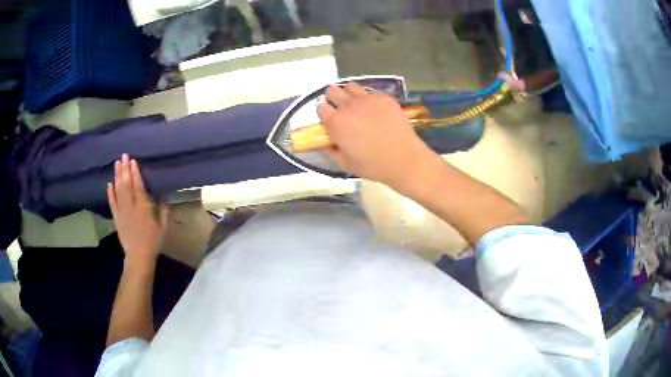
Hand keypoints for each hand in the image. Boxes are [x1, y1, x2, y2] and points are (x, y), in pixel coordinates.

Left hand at [107, 154, 167, 266]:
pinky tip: (109, 183)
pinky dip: (110, 192)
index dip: (135, 172)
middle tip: (124, 156)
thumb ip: (164, 210)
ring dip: (117, 176)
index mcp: (143, 206)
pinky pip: (112, 202)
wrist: (139, 255)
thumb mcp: (163, 226)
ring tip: (116, 164)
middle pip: (126, 184)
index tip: (133, 161)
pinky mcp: (116, 217)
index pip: (138, 185)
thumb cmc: (153, 241)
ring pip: (118, 189)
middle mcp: (131, 205)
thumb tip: (163, 196)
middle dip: (124, 169)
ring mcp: (122, 210)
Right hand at [317, 83, 435, 188]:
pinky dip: (370, 100)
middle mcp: (349, 105)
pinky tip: (377, 112)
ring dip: (350, 95)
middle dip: (333, 100)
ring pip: (351, 87)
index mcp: (336, 122)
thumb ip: (331, 151)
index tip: (330, 122)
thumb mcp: (345, 164)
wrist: (404, 160)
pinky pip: (371, 92)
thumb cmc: (373, 165)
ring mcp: (368, 99)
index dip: (325, 114)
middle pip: (332, 91)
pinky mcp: (384, 97)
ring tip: (358, 107)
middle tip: (342, 112)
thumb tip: (326, 143)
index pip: (320, 107)